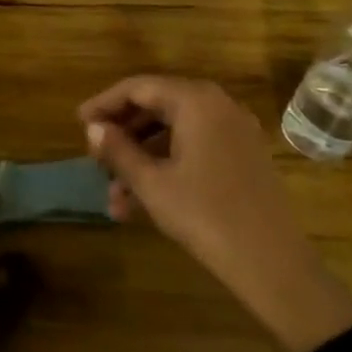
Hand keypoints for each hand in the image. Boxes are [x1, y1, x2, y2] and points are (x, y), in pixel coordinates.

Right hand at [79, 76, 351, 351]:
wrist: (273, 264)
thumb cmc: (205, 215)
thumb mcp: (152, 183)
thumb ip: (119, 150)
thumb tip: (93, 128)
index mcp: (195, 101)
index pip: (138, 88)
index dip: (104, 104)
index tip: (78, 123)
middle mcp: (218, 106)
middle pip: (157, 106)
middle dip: (122, 134)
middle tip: (95, 159)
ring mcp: (234, 132)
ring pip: (173, 133)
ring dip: (140, 159)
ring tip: (113, 196)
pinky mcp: (242, 157)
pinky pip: (194, 148)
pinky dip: (166, 166)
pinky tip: (140, 203)